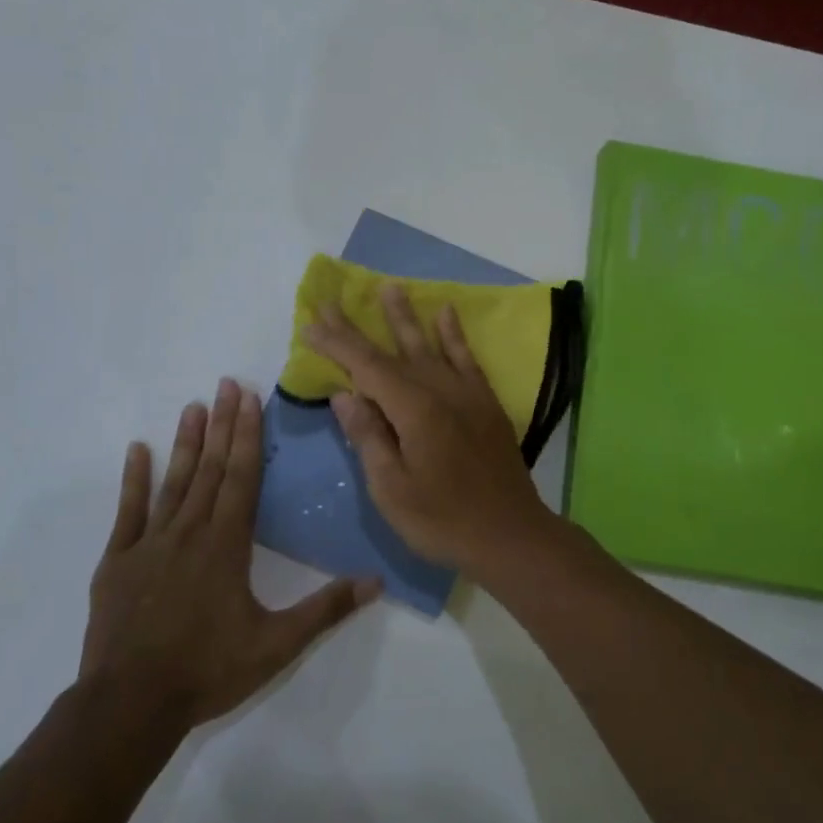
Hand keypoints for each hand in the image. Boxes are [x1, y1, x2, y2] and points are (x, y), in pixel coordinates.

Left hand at [81, 379, 380, 727]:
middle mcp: (190, 531)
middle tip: (227, 382)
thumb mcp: (277, 644)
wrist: (130, 705)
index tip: (250, 398)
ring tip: (193, 406)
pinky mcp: (118, 561)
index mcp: (227, 544)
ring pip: (173, 481)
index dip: (248, 435)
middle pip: (210, 468)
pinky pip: (128, 511)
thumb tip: (377, 581)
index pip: (242, 477)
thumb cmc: (209, 670)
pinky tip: (137, 449)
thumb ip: (326, 608)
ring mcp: (150, 543)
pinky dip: (133, 478)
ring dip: (186, 442)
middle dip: (222, 423)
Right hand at [303, 286, 558, 572]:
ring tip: (390, 288)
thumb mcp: (392, 489)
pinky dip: (454, 335)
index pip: (366, 367)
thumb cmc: (443, 520)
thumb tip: (345, 394)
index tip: (311, 323)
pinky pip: (466, 358)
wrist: (511, 534)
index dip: (337, 344)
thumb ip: (369, 437)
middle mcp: (440, 390)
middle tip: (334, 301)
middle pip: (392, 351)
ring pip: (429, 345)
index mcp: (413, 410)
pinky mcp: (486, 402)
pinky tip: (446, 313)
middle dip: (359, 328)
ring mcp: (467, 393)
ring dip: (406, 317)